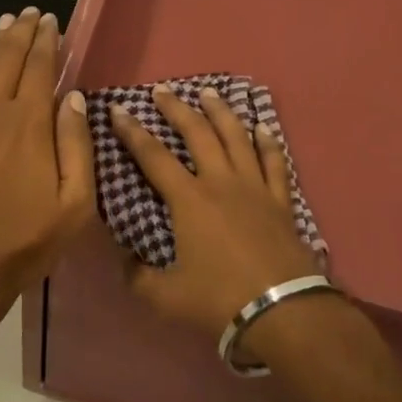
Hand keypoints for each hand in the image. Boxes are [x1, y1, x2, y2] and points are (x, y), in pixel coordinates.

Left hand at [0, 7, 95, 320]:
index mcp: (30, 124)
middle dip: (22, 32)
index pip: (40, 68)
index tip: (52, 20)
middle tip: (31, 12)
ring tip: (7, 22)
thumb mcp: (73, 204)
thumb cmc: (24, 241)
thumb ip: (77, 145)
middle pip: (10, 60)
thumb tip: (73, 96)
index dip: (47, 41)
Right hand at [110, 84, 320, 336]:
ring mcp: (254, 187)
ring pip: (236, 136)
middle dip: (176, 108)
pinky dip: (267, 141)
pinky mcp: (280, 200)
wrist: (282, 311)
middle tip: (162, 90)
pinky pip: (274, 162)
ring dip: (220, 111)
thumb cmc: (220, 300)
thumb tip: (122, 259)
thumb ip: (138, 277)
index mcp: (189, 200)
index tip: (118, 109)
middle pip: (197, 133)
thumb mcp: (167, 298)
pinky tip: (262, 126)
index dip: (132, 132)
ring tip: (208, 92)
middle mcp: (220, 181)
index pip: (153, 156)